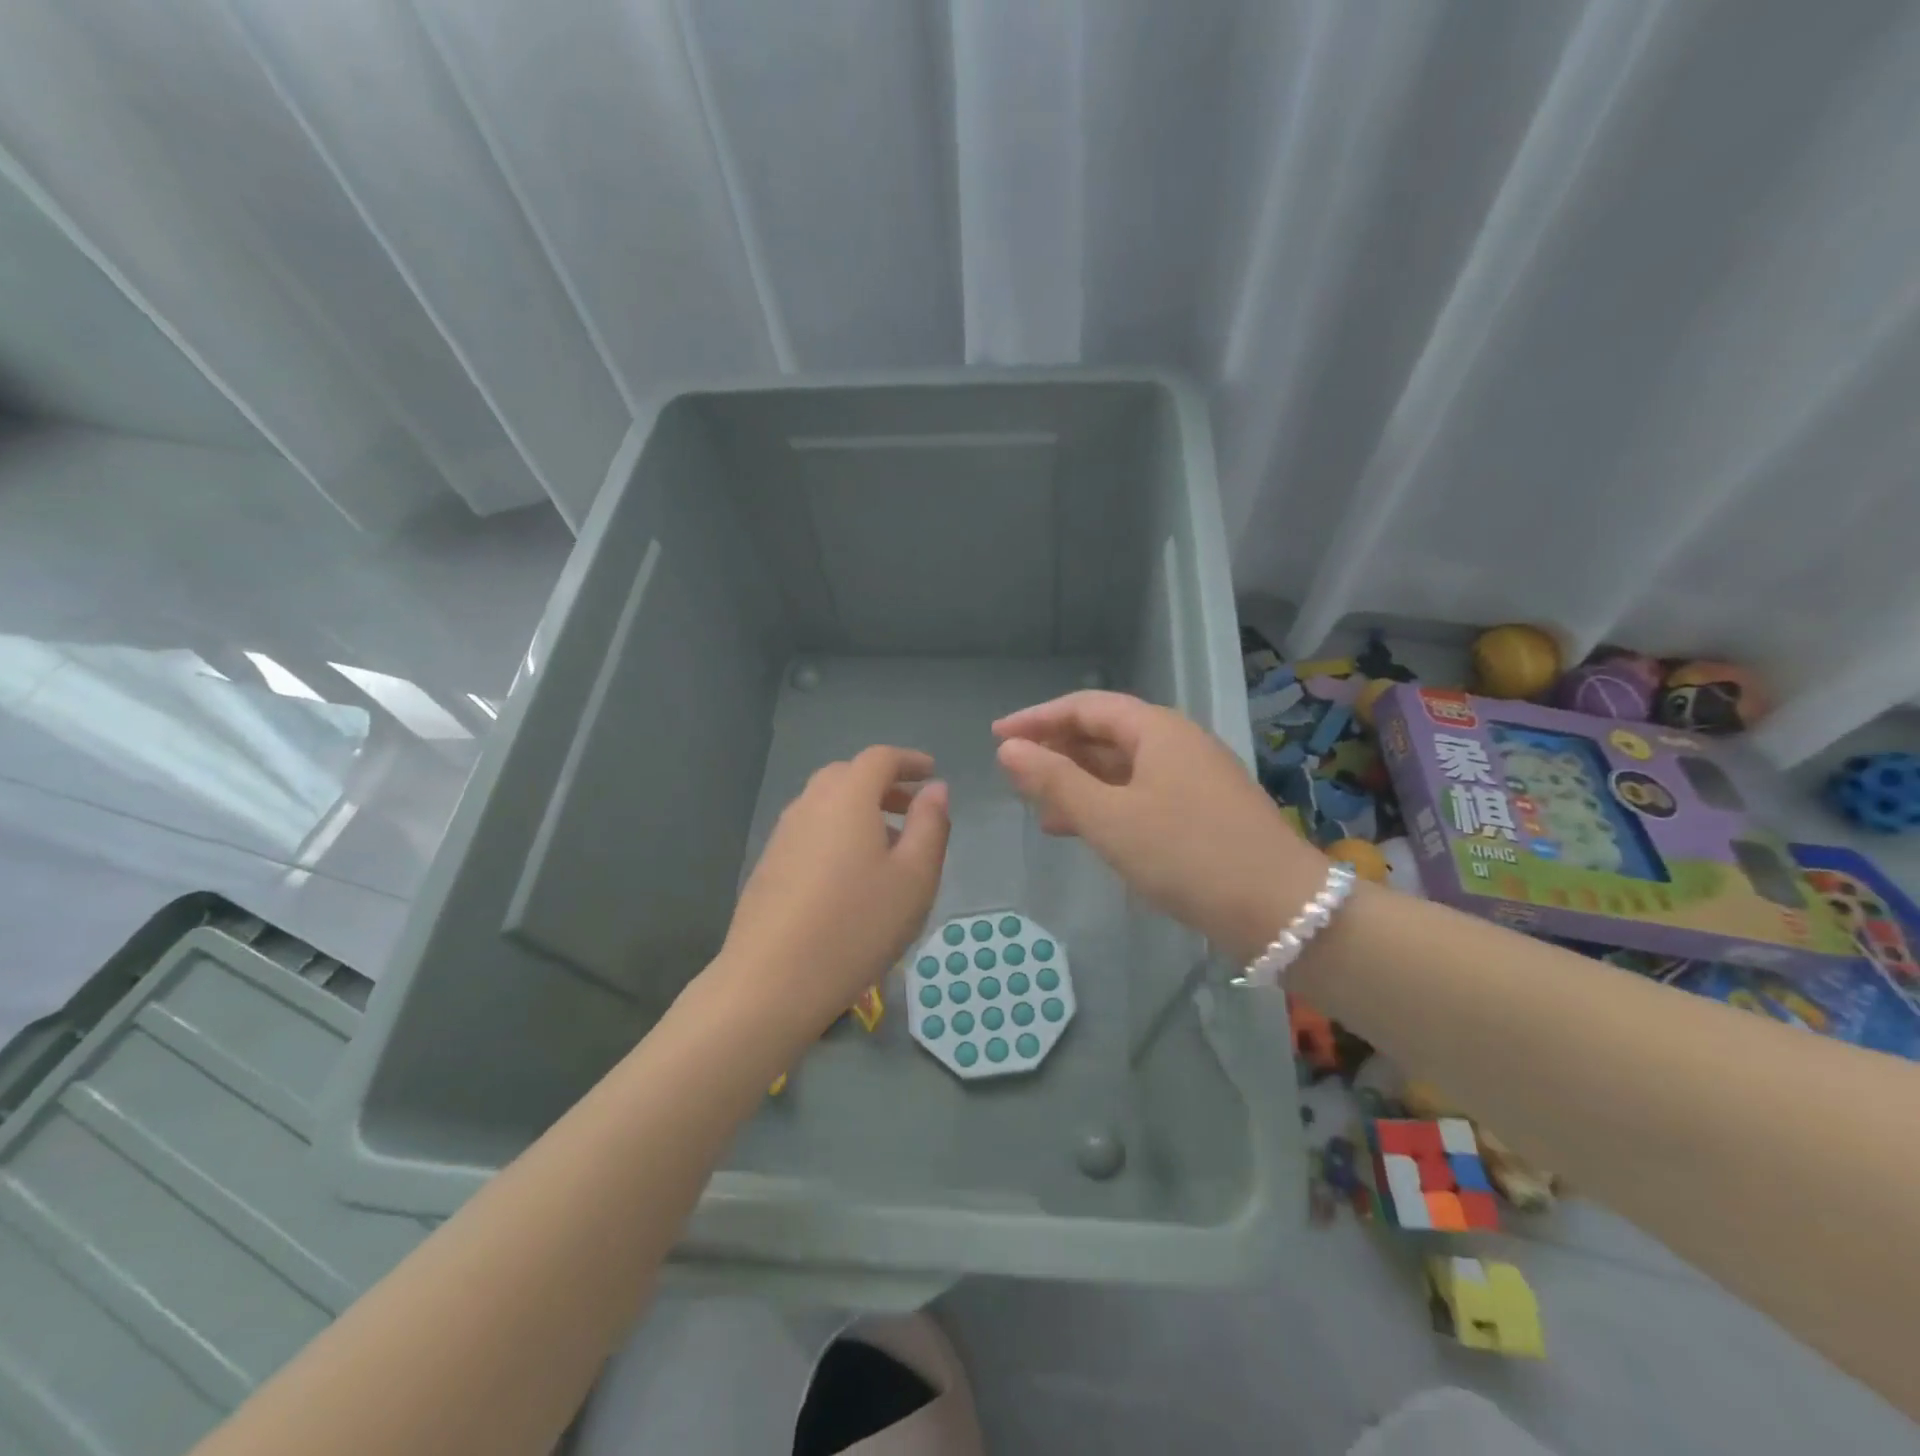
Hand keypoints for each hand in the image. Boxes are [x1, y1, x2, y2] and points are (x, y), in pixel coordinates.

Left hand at [714, 746, 949, 1038]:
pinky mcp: (768, 865)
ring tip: (887, 846)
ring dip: (859, 810)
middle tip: (911, 809)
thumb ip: (930, 825)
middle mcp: (809, 804)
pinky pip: (810, 831)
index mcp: (847, 797)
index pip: (879, 758)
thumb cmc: (857, 925)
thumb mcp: (914, 877)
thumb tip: (935, 789)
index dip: (909, 761)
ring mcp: (782, 835)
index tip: (931, 773)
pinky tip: (850, 875)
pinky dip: (836, 833)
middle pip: (847, 776)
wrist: (771, 981)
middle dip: (883, 785)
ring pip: (826, 804)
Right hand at [993, 692, 1325, 962]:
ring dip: (1078, 781)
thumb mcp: (1110, 819)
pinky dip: (1105, 805)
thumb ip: (1055, 781)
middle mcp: (1176, 743)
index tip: (996, 735)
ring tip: (1037, 805)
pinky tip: (1082, 830)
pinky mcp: (1201, 811)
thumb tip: (1009, 749)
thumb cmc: (1187, 855)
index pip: (1085, 707)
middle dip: (1056, 749)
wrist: (1281, 910)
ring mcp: (1193, 778)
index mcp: (1156, 730)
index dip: (1037, 718)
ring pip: (1121, 767)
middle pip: (1104, 733)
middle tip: (1014, 769)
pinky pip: (1139, 794)